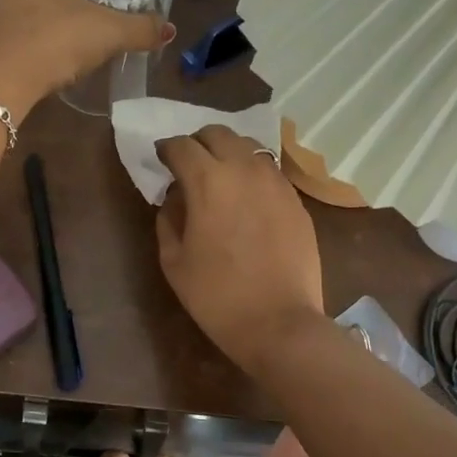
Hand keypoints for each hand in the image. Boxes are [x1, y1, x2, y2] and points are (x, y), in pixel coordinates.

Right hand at [155, 125, 326, 374]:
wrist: (279, 323)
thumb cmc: (217, 296)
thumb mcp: (174, 261)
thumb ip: (168, 219)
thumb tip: (175, 198)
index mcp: (207, 182)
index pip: (181, 146)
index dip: (166, 149)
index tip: (160, 160)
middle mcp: (244, 170)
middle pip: (218, 133)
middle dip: (198, 142)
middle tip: (189, 164)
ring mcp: (276, 182)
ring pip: (249, 146)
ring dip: (228, 153)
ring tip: (220, 177)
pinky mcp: (296, 200)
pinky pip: (270, 171)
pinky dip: (252, 173)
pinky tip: (247, 198)